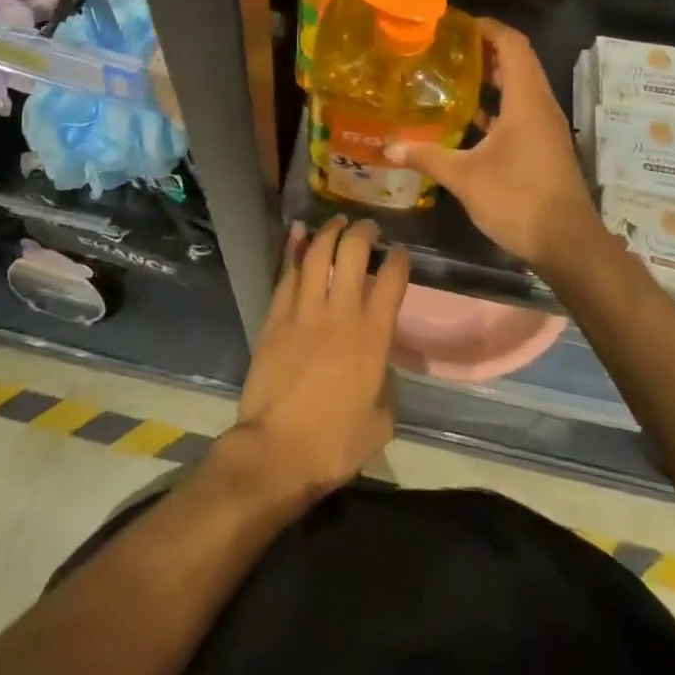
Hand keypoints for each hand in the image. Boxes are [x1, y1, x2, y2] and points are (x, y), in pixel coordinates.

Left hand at [227, 217, 408, 505]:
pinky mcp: (275, 318)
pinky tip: (297, 233)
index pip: (391, 281)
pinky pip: (286, 274)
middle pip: (352, 253)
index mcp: (372, 338)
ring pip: (316, 254)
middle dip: (363, 232)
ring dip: (329, 231)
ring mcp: (303, 312)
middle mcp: (340, 314)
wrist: (276, 452)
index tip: (399, 252)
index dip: (398, 259)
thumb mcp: (381, 422)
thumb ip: (386, 385)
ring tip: (337, 222)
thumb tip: (380, 368)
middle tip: (368, 227)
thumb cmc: (334, 444)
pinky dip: (293, 249)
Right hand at [386, 18, 598, 271]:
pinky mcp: (543, 146)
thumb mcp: (465, 178)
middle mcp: (540, 105)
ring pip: (519, 87)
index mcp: (527, 99)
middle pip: (517, 61)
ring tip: (452, 75)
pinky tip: (468, 117)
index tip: (456, 24)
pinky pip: (520, 111)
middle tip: (446, 48)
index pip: (513, 44)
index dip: (488, 28)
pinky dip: (497, 106)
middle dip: (484, 50)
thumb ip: (427, 156)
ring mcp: (545, 127)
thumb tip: (388, 147)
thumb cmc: (518, 199)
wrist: (568, 245)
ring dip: (491, 78)